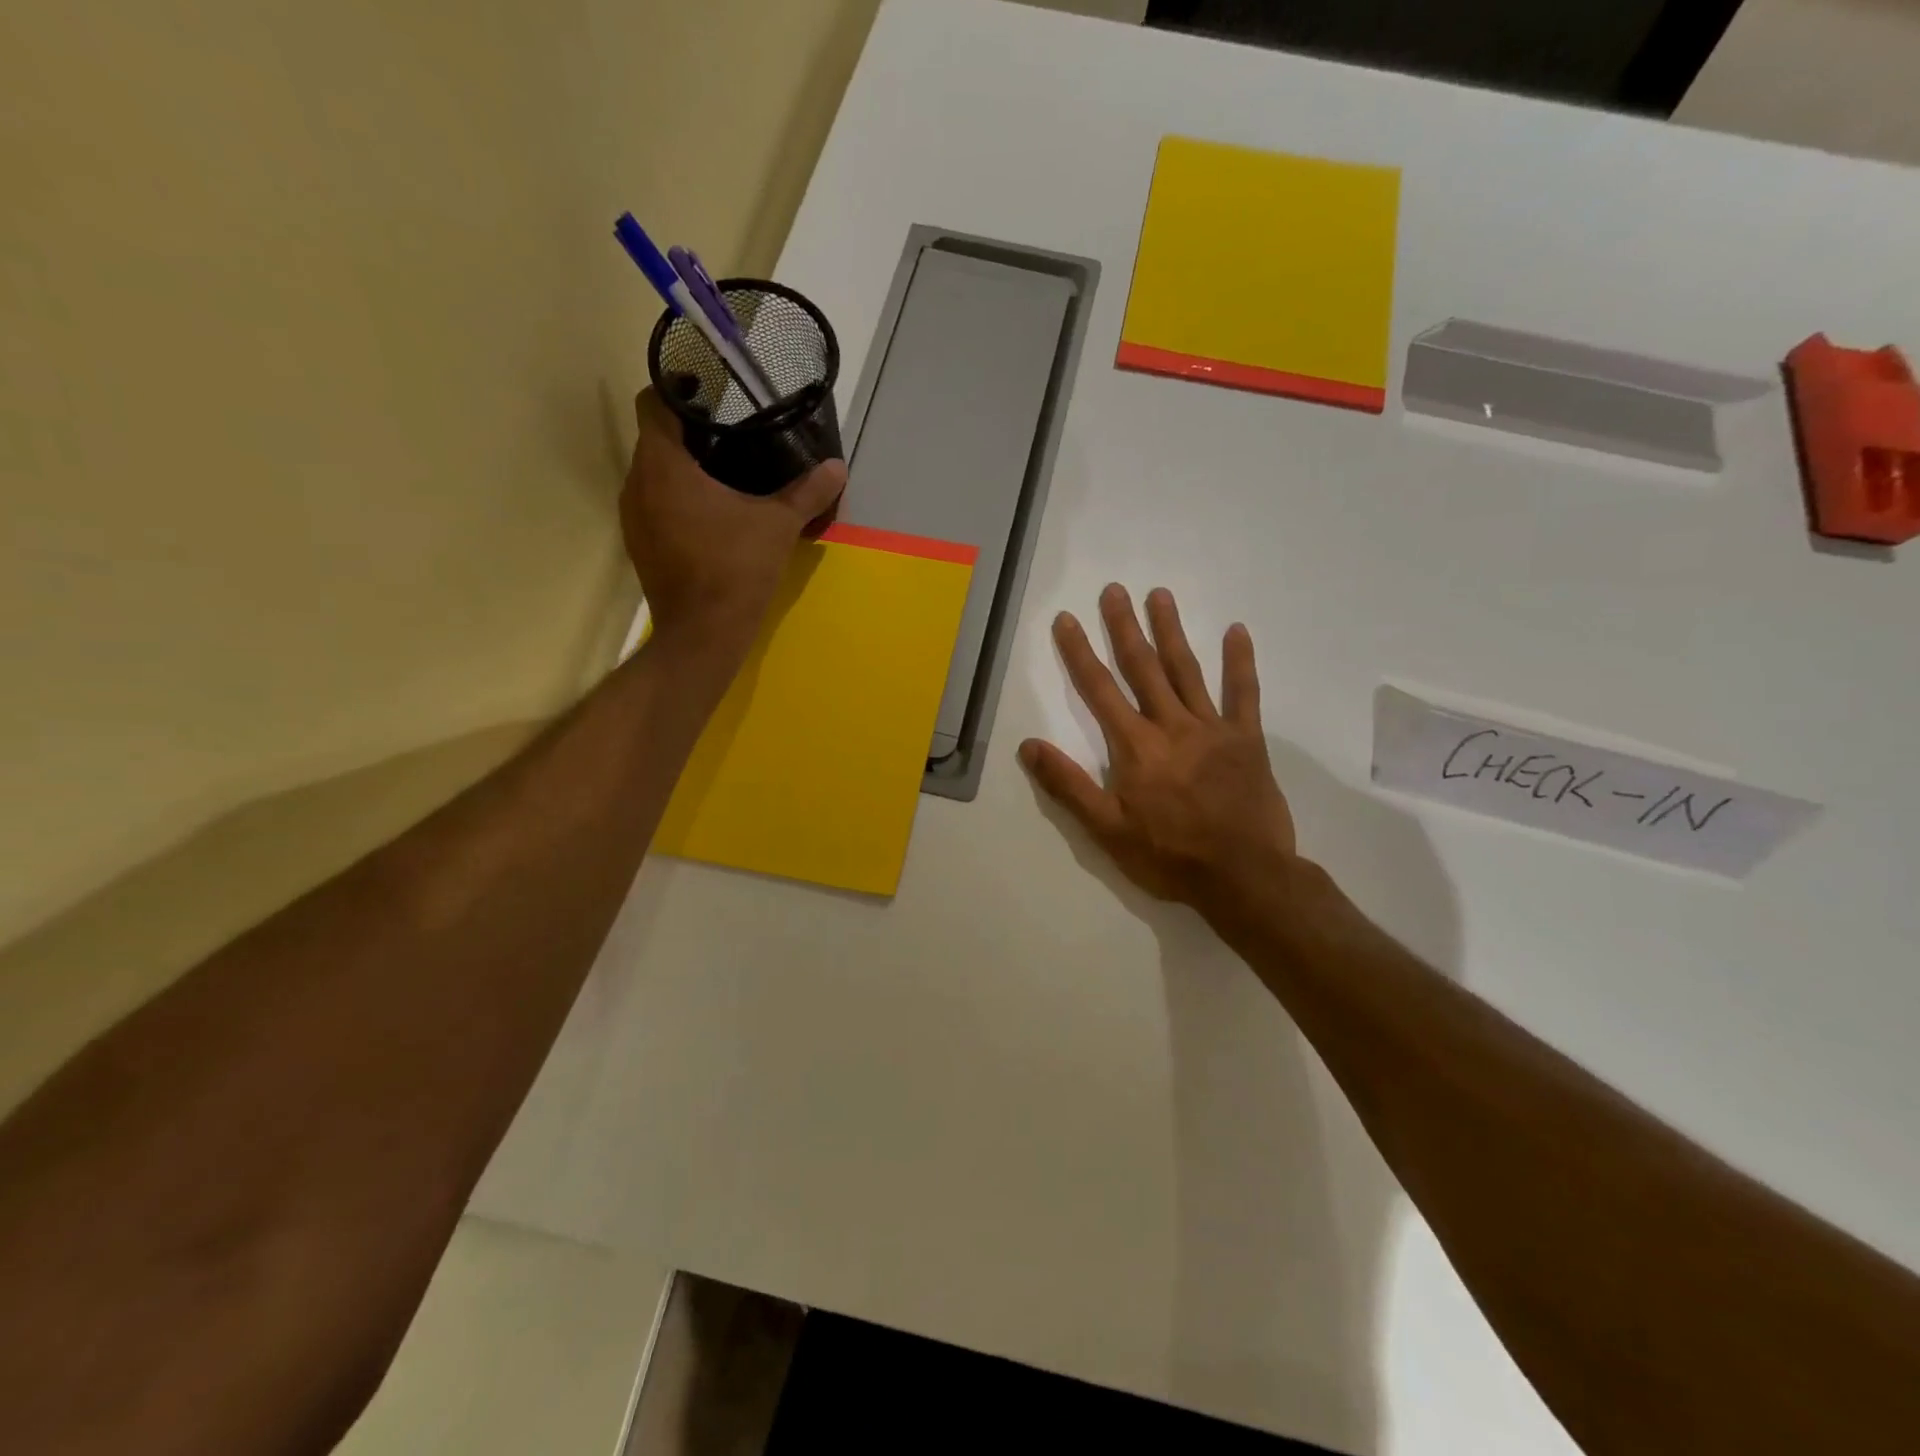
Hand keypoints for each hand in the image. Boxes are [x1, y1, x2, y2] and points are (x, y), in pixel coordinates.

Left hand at [620, 389, 846, 656]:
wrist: (704, 634)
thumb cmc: (736, 569)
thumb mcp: (778, 526)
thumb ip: (807, 492)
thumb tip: (838, 468)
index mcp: (664, 466)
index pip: (654, 404)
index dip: (678, 392)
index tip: (710, 395)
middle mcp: (637, 484)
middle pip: (654, 440)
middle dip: (688, 433)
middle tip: (730, 434)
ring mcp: (633, 518)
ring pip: (652, 475)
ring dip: (681, 469)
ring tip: (722, 472)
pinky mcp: (640, 545)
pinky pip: (653, 505)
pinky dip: (676, 499)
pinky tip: (709, 514)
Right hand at [1020, 585, 1298, 915]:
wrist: (1244, 876)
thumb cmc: (1170, 856)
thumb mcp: (1107, 830)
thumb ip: (1068, 786)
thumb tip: (1028, 746)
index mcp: (1136, 747)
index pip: (1099, 690)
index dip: (1079, 653)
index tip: (1066, 620)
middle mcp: (1171, 726)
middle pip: (1143, 668)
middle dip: (1124, 627)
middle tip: (1114, 590)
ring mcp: (1213, 729)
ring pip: (1187, 670)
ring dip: (1171, 631)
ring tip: (1160, 595)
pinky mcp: (1247, 739)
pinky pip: (1244, 694)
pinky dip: (1240, 662)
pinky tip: (1236, 631)